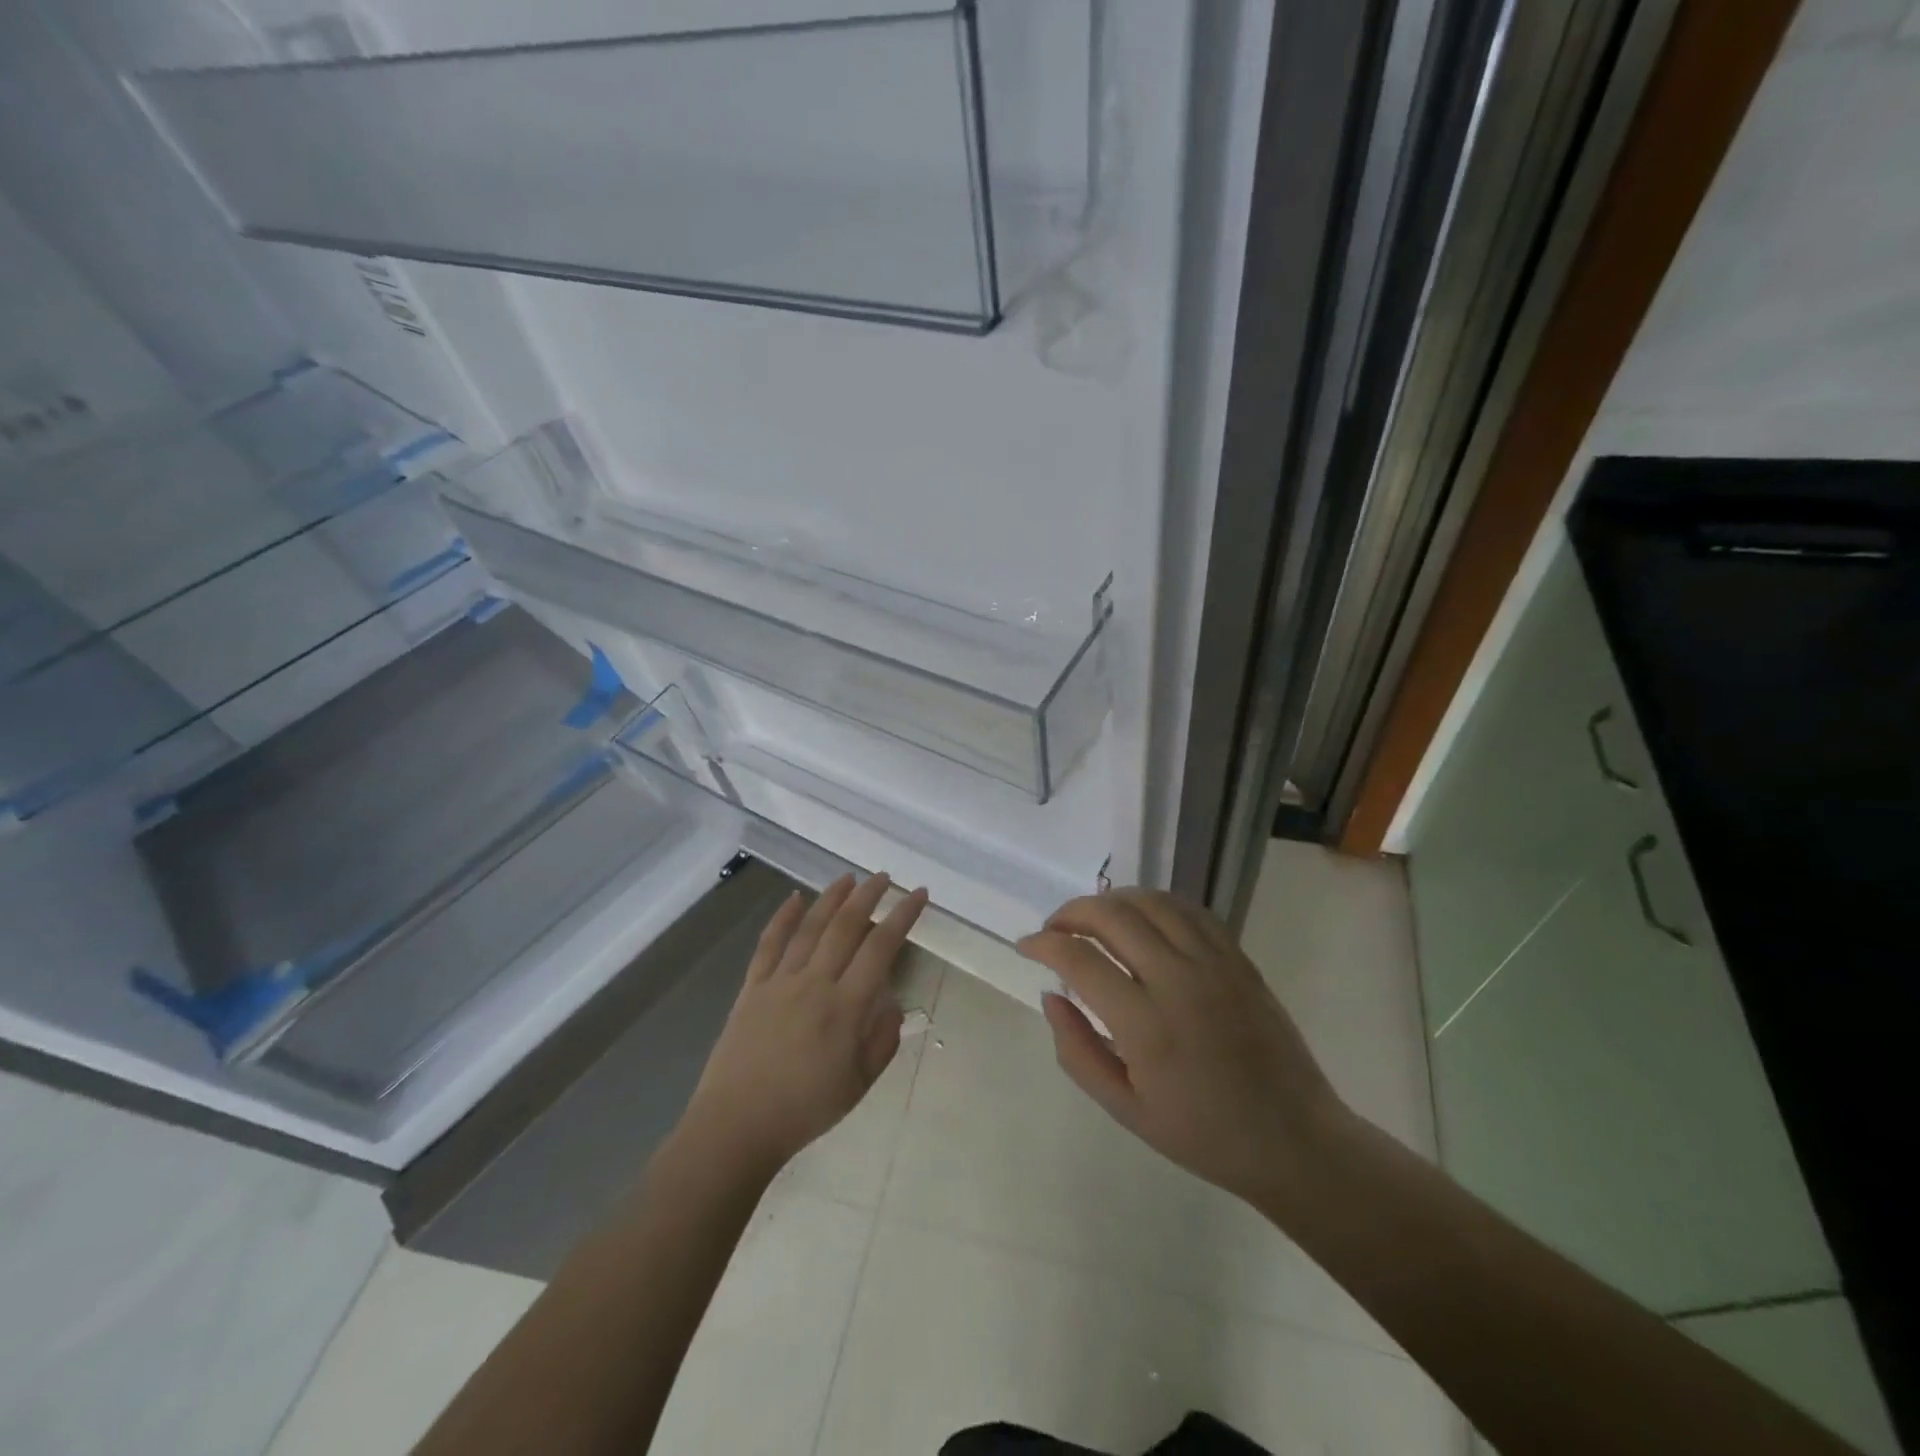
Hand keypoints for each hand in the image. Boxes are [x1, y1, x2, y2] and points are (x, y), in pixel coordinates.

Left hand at [681, 873, 927, 1178]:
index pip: (881, 948)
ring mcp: (780, 981)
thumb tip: (893, 1004)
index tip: (919, 895)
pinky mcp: (752, 987)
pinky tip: (794, 898)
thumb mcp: (859, 1084)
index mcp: (845, 1007)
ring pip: (810, 927)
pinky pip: (769, 944)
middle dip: (869, 896)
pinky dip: (782, 918)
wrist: (736, 1126)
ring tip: (848, 878)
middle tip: (885, 877)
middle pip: (845, 927)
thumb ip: (882, 1040)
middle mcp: (814, 983)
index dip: (903, 917)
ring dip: (831, 898)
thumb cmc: (805, 1110)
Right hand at [1017, 888, 1349, 1209]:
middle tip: (1054, 929)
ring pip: (1151, 902)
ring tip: (1092, 919)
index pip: (1080, 960)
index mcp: (1147, 1026)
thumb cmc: (1202, 1134)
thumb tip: (1051, 996)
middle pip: (1113, 916)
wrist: (1293, 1139)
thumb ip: (1077, 1051)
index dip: (1044, 944)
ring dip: (1111, 900)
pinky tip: (1140, 919)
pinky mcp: (1238, 958)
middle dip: (1072, 912)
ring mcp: (1214, 963)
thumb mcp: (1125, 1109)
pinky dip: (1154, 904)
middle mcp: (1179, 981)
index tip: (1027, 947)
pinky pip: (1189, 910)